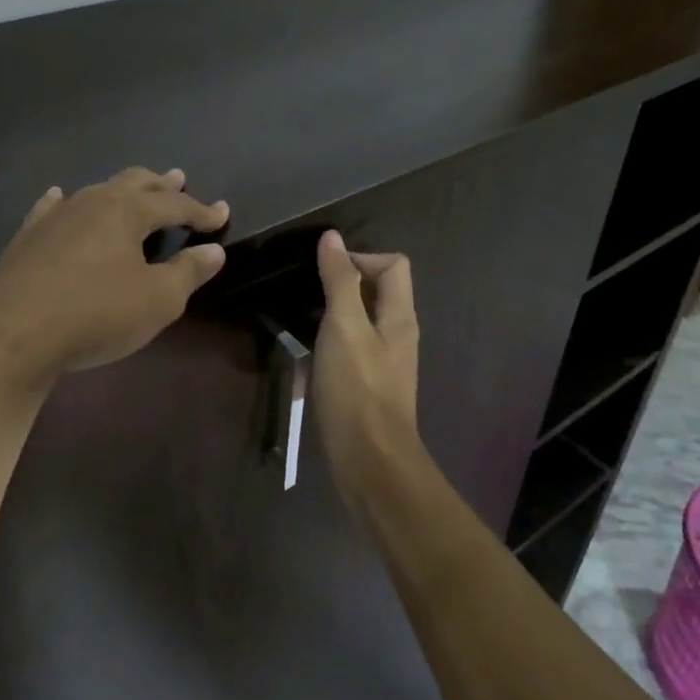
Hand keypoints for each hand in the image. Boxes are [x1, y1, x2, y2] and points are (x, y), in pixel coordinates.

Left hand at [0, 168, 227, 391]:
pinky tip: (59, 196)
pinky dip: (66, 202)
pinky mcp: (27, 238)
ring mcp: (55, 217)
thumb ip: (188, 272)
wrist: (10, 334)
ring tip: (133, 189)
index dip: (201, 210)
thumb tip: (214, 251)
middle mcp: (92, 202)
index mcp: (127, 211)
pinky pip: (51, 209)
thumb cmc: (96, 314)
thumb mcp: (157, 300)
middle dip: (160, 184)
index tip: (222, 213)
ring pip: (96, 191)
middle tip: (178, 178)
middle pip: (134, 183)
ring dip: (121, 190)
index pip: (175, 204)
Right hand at [312, 230, 419, 466]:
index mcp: (400, 315)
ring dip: (332, 313)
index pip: (393, 264)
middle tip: (307, 291)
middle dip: (343, 283)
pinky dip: (330, 343)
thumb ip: (340, 281)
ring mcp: (384, 361)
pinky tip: (306, 356)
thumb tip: (333, 238)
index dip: (360, 257)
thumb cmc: (357, 389)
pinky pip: (350, 348)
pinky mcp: (368, 384)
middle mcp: (398, 333)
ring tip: (300, 318)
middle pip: (377, 290)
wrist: (370, 462)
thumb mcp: (344, 327)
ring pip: (360, 320)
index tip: (325, 270)